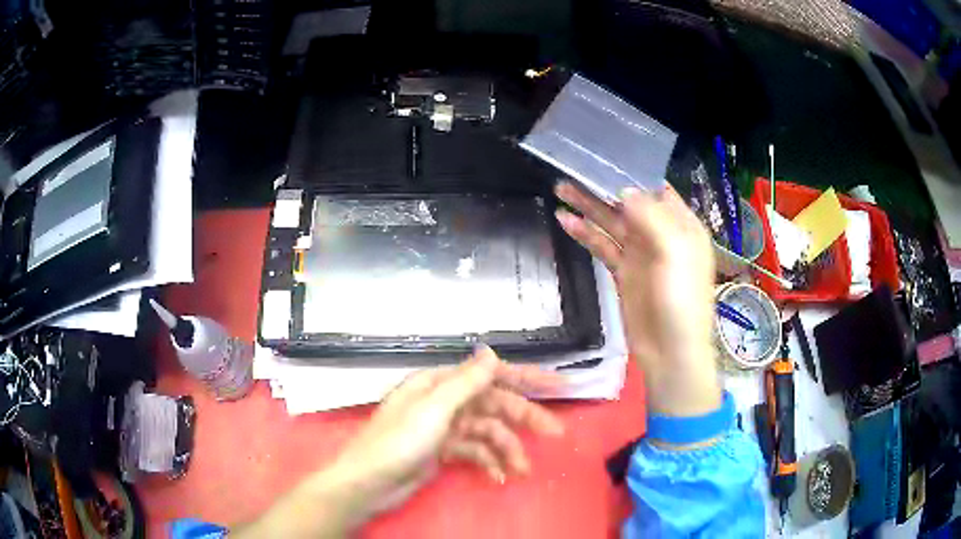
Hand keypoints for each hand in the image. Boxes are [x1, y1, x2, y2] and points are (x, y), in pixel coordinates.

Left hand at [333, 346, 563, 510]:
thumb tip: (492, 351)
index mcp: (441, 384)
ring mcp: (445, 428)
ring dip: (507, 450)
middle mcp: (445, 401)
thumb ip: (466, 382)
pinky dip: (489, 462)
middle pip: (494, 405)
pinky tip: (499, 477)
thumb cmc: (398, 443)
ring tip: (522, 470)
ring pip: (488, 433)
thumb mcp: (434, 410)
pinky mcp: (444, 452)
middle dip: (525, 419)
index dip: (526, 377)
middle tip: (555, 434)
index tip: (560, 384)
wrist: (369, 483)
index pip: (491, 375)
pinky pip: (475, 452)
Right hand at [554, 183, 719, 417]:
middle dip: (602, 187)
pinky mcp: (623, 273)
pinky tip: (564, 220)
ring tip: (560, 188)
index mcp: (682, 225)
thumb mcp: (674, 253)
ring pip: (612, 223)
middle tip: (573, 168)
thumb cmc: (682, 300)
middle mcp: (661, 234)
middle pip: (629, 203)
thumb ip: (651, 218)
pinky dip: (585, 233)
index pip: (656, 189)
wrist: (670, 352)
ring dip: (588, 206)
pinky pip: (602, 246)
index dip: (632, 173)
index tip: (605, 155)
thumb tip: (624, 191)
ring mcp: (640, 254)